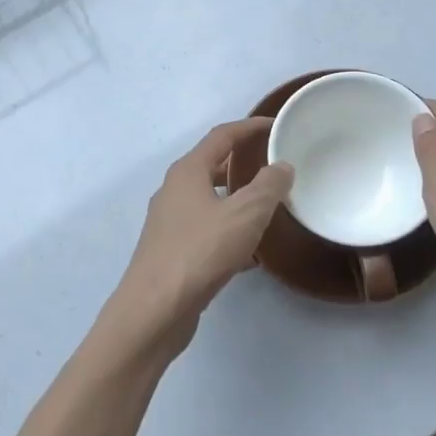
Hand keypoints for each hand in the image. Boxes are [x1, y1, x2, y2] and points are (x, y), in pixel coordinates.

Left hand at [101, 119, 293, 359]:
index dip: (250, 127)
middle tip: (275, 167)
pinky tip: (250, 255)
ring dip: (237, 201)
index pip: (222, 136)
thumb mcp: (245, 214)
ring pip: (210, 201)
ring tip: (268, 209)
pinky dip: (229, 232)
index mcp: (188, 172)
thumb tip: (281, 166)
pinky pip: (206, 231)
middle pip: (213, 166)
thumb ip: (268, 186)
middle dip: (243, 164)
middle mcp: (173, 191)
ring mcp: (169, 223)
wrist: (154, 310)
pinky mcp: (171, 252)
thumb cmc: (200, 252)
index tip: (277, 125)